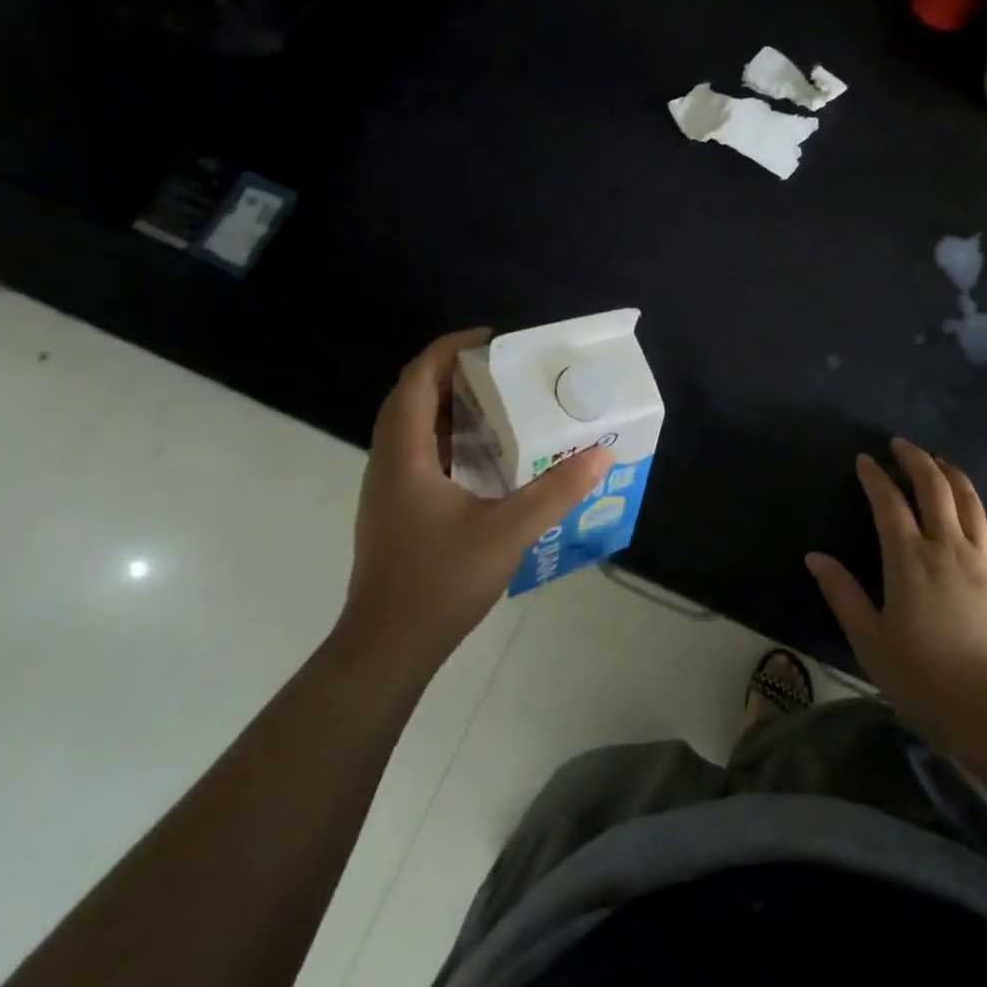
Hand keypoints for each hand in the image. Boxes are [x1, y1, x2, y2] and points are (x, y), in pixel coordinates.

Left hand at [339, 328, 613, 680]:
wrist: (387, 647)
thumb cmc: (440, 582)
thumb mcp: (508, 532)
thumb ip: (555, 491)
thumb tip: (599, 453)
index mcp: (404, 455)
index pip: (418, 380)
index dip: (449, 349)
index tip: (491, 339)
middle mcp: (389, 462)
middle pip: (413, 397)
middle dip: (453, 373)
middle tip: (504, 370)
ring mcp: (389, 489)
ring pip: (414, 427)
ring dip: (451, 407)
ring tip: (501, 404)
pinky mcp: (397, 510)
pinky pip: (420, 454)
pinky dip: (450, 439)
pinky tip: (487, 458)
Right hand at [806, 438, 986, 760]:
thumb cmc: (923, 678)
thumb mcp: (869, 640)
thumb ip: (842, 594)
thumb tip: (814, 557)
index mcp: (909, 560)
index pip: (888, 503)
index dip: (875, 477)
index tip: (864, 459)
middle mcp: (947, 548)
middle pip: (935, 488)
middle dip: (916, 460)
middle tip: (901, 445)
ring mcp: (982, 561)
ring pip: (969, 501)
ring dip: (951, 474)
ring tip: (938, 462)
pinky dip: (977, 509)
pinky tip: (972, 508)